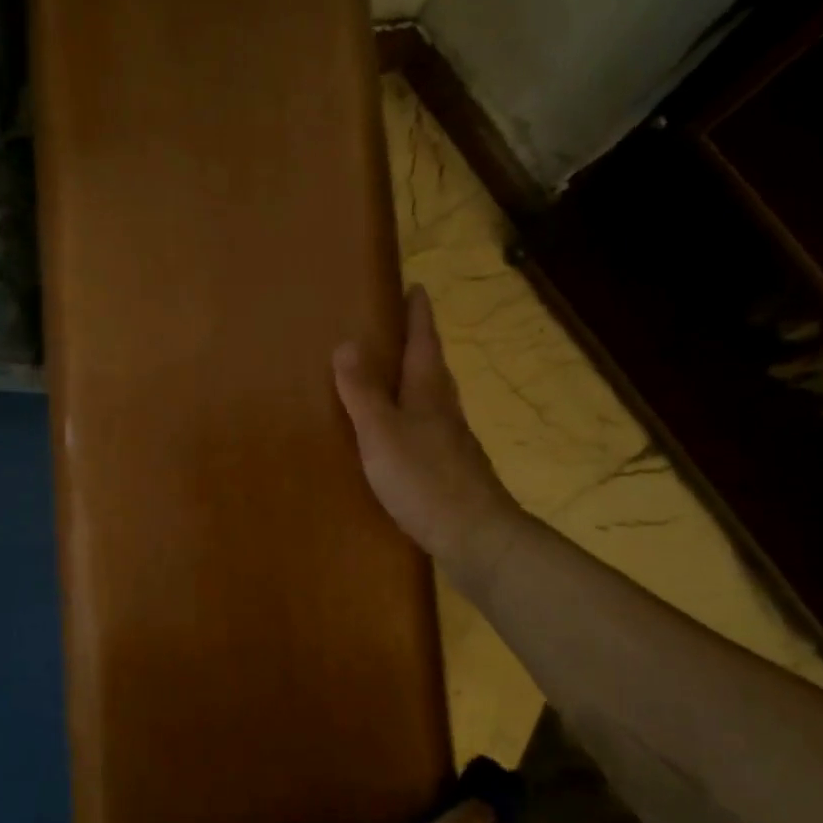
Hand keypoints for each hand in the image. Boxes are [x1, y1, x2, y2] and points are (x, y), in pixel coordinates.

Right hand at [333, 286, 519, 589]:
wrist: (475, 536)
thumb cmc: (425, 479)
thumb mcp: (382, 432)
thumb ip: (363, 391)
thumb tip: (347, 342)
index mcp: (428, 392)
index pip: (424, 340)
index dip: (418, 314)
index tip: (416, 286)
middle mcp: (444, 410)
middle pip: (432, 366)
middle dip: (417, 343)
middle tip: (397, 327)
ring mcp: (450, 441)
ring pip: (430, 399)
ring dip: (413, 381)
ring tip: (389, 376)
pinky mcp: (448, 469)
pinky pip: (425, 430)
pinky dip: (410, 418)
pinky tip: (396, 435)